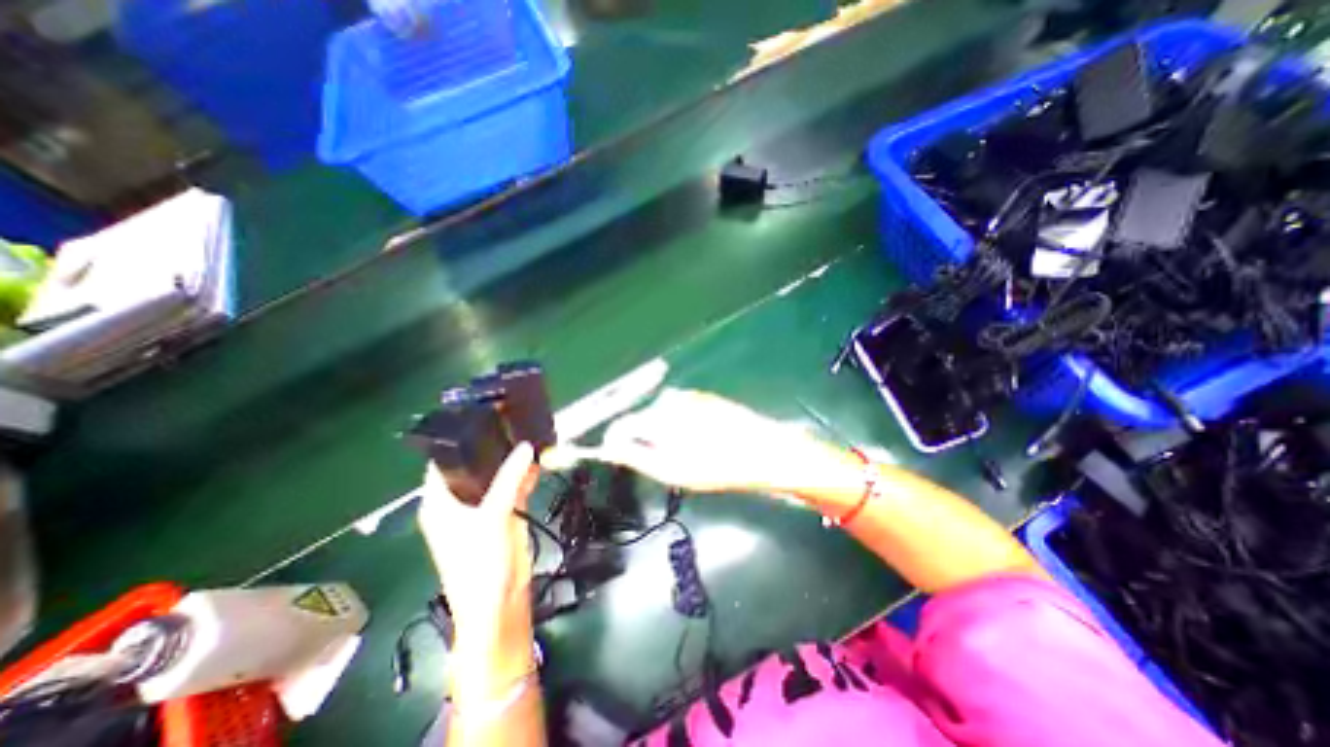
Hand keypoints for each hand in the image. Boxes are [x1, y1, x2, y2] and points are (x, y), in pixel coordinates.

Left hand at [416, 439, 535, 654]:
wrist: (499, 603)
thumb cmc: (479, 563)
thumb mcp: (492, 517)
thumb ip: (510, 480)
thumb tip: (526, 447)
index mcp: (441, 502)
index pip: (441, 463)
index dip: (455, 441)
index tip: (477, 417)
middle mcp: (460, 501)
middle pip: (473, 466)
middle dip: (490, 447)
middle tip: (509, 420)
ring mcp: (484, 508)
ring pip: (496, 476)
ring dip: (510, 461)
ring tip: (526, 433)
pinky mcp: (505, 515)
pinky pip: (514, 488)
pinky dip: (525, 475)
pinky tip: (538, 459)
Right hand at [564, 392, 857, 495]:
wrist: (764, 451)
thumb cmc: (717, 467)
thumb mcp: (672, 470)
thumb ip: (636, 456)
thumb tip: (609, 447)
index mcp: (660, 416)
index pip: (622, 424)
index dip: (613, 441)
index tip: (613, 456)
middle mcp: (671, 399)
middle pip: (642, 418)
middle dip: (642, 438)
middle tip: (660, 462)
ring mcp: (690, 396)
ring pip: (661, 414)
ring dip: (662, 432)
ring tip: (683, 453)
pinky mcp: (705, 397)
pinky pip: (680, 410)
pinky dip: (679, 424)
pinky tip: (698, 440)